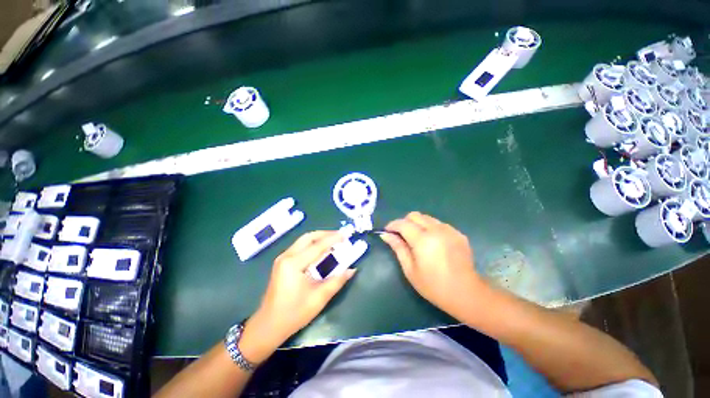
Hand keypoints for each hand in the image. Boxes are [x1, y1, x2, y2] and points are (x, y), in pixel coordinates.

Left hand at [240, 231, 355, 362]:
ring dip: (319, 238)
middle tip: (340, 236)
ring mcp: (282, 258)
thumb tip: (352, 270)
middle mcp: (286, 256)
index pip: (317, 246)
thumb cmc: (293, 314)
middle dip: (325, 234)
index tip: (346, 234)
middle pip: (308, 237)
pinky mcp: (282, 263)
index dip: (333, 239)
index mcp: (293, 264)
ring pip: (303, 240)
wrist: (268, 326)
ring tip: (333, 241)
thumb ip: (337, 282)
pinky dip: (312, 245)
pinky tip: (321, 250)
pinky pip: (299, 247)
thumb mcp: (318, 299)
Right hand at [381, 212, 481, 317]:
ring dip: (418, 224)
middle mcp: (436, 230)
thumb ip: (398, 248)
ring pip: (427, 218)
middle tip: (402, 236)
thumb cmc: (434, 286)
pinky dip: (431, 228)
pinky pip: (439, 224)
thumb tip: (385, 235)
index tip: (387, 232)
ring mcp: (449, 230)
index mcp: (423, 240)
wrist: (466, 294)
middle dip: (404, 222)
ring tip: (418, 240)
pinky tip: (433, 243)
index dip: (392, 225)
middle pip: (415, 215)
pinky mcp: (458, 233)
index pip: (402, 223)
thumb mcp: (410, 270)